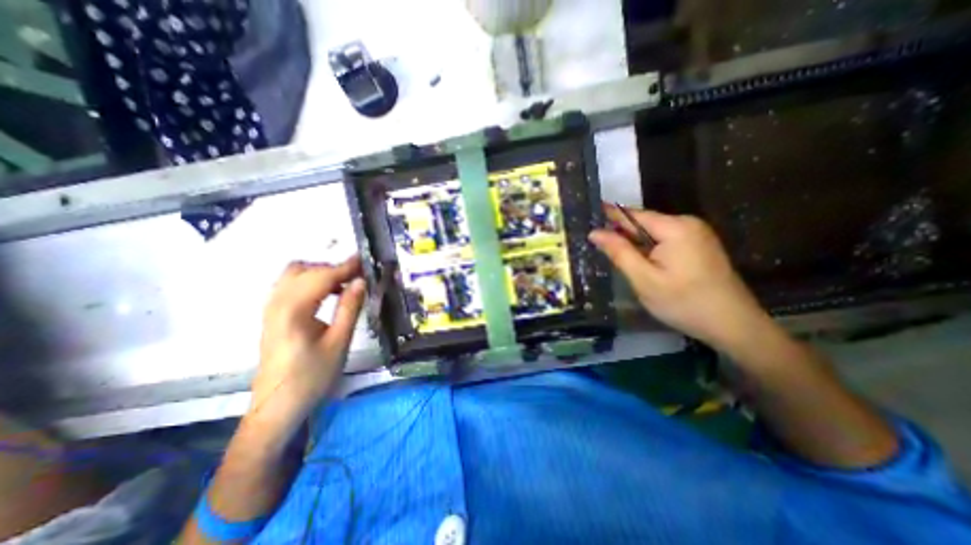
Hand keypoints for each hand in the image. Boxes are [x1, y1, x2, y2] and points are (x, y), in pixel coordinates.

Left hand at [248, 256, 368, 438]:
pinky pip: (290, 286)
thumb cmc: (312, 377)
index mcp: (293, 310)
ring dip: (320, 273)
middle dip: (332, 267)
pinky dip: (310, 281)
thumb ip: (349, 308)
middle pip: (304, 269)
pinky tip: (327, 294)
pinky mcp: (272, 315)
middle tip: (358, 276)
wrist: (277, 407)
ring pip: (294, 275)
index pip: (322, 276)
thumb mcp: (339, 343)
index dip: (345, 267)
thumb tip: (361, 281)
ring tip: (345, 284)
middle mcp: (276, 303)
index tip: (366, 261)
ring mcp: (270, 308)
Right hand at [591, 206, 775, 350]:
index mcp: (675, 227)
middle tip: (601, 250)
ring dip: (636, 245)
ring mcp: (698, 234)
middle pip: (644, 224)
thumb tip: (595, 233)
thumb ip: (619, 252)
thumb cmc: (684, 302)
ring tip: (619, 260)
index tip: (590, 216)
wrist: (734, 325)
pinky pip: (666, 241)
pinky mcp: (700, 246)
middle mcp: (688, 223)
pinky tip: (644, 266)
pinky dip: (650, 250)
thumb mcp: (644, 279)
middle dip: (624, 236)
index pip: (633, 215)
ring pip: (654, 234)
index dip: (610, 217)